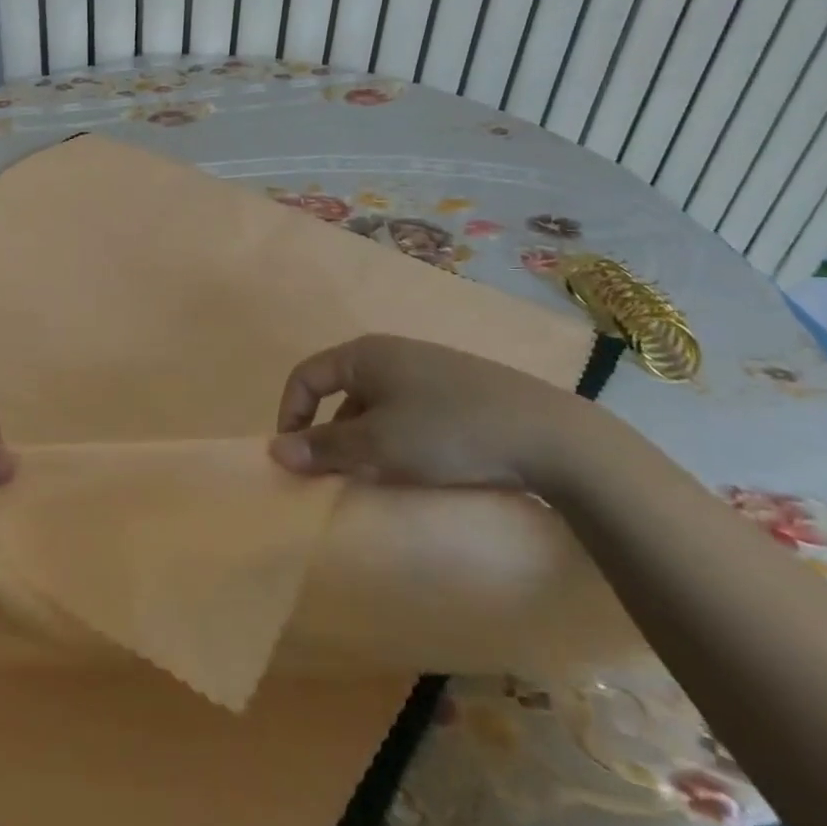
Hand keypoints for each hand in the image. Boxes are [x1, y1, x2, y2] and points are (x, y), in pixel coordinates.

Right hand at [269, 334, 600, 490]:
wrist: (552, 437)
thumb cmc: (448, 433)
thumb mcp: (378, 446)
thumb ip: (323, 448)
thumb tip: (274, 451)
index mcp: (363, 353)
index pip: (305, 376)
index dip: (291, 414)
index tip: (296, 458)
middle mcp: (391, 351)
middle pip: (339, 390)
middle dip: (331, 433)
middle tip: (338, 473)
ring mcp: (428, 367)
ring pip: (375, 402)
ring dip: (364, 438)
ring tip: (380, 474)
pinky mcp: (459, 388)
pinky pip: (408, 409)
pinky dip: (397, 436)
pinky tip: (419, 463)